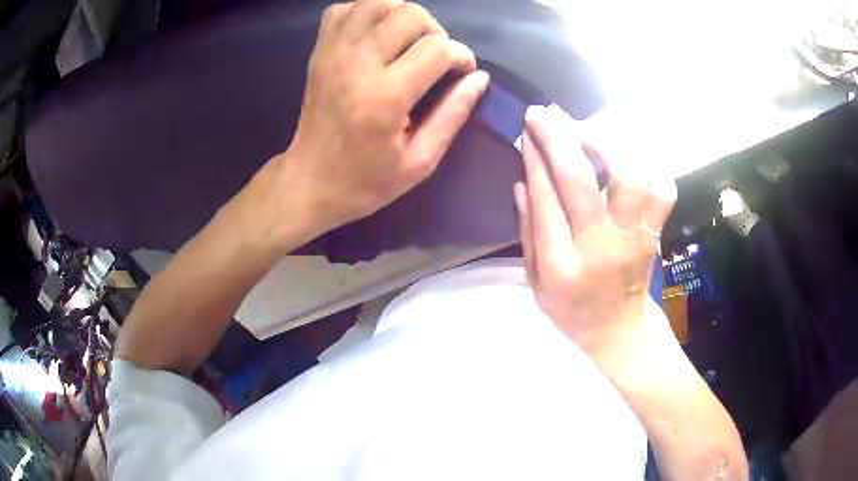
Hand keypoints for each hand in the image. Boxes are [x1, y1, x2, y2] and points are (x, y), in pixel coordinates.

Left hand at [281, 0, 489, 237]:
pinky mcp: (319, 52)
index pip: (437, 49)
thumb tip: (479, 78)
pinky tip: (376, 34)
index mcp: (385, 97)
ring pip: (376, 3)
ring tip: (408, 40)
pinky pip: (344, 10)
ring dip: (402, 15)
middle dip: (435, 31)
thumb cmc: (365, 181)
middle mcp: (357, 64)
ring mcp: (333, 53)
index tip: (462, 72)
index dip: (461, 56)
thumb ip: (452, 115)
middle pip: (410, 14)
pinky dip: (366, 13)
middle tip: (435, 57)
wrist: (310, 181)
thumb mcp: (419, 161)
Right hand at [514, 105, 676, 365]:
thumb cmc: (571, 309)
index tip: (528, 131)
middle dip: (559, 138)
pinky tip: (626, 158)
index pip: (547, 200)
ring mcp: (634, 237)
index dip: (536, 159)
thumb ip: (527, 233)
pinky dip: (647, 166)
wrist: (619, 329)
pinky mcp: (655, 231)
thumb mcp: (535, 283)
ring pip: (629, 177)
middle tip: (544, 112)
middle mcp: (602, 246)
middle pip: (582, 181)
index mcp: (562, 266)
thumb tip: (523, 182)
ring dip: (606, 144)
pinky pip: (661, 189)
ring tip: (586, 130)